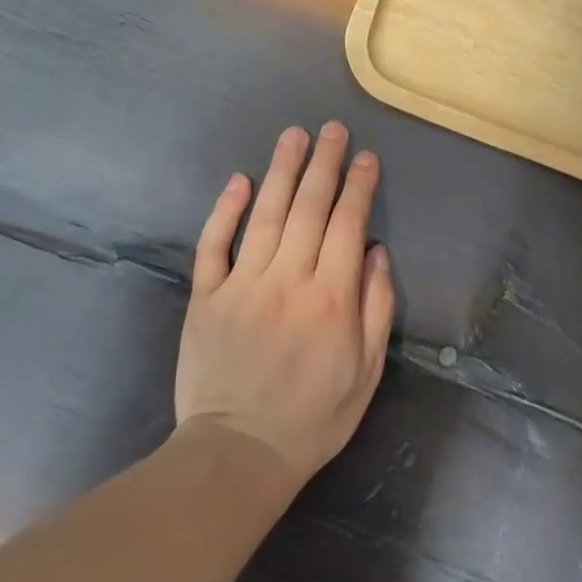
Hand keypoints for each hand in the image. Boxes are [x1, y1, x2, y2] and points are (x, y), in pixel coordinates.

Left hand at [175, 122, 395, 487]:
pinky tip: (240, 180)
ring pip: (266, 214)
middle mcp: (288, 280)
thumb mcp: (366, 373)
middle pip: (309, 207)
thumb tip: (375, 250)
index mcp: (330, 299)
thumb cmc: (312, 417)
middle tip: (332, 127)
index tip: (364, 156)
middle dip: (324, 163)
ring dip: (282, 170)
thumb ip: (375, 308)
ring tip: (294, 135)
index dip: (358, 186)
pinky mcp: (206, 296)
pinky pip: (215, 244)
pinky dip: (227, 209)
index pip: (347, 224)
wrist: (238, 454)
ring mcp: (243, 284)